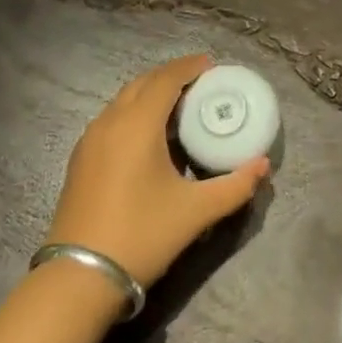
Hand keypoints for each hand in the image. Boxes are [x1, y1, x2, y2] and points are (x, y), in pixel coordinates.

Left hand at [46, 54, 269, 289]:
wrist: (79, 277)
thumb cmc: (141, 234)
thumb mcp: (195, 212)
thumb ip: (234, 186)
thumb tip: (263, 166)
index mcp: (138, 124)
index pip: (166, 79)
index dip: (189, 67)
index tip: (210, 65)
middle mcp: (110, 122)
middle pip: (143, 83)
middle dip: (170, 77)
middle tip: (198, 84)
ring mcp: (90, 140)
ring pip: (123, 100)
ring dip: (150, 94)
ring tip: (177, 107)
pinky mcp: (80, 160)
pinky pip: (111, 119)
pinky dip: (133, 113)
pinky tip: (148, 137)